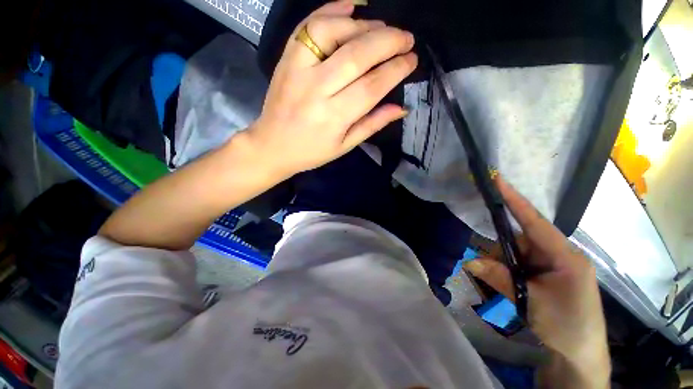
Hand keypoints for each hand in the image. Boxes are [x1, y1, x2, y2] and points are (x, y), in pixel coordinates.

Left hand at [246, 0, 416, 177]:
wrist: (273, 145)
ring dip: (363, 26)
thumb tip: (402, 107)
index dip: (395, 70)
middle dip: (388, 42)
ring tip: (382, 29)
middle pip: (356, 56)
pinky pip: (308, 25)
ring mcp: (298, 69)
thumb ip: (372, 124)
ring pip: (333, 33)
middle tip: (406, 38)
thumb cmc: (312, 151)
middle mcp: (316, 90)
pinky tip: (352, 9)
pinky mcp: (286, 58)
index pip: (371, 87)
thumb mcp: (345, 146)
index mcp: (333, 117)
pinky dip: (332, 10)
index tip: (412, 60)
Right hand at [464, 178, 610, 385]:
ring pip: (515, 254)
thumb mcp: (531, 302)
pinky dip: (508, 273)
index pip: (535, 221)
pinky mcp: (545, 275)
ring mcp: (551, 265)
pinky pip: (519, 265)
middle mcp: (558, 255)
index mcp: (565, 256)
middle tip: (489, 272)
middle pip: (519, 241)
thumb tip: (469, 261)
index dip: (515, 200)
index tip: (498, 181)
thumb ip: (500, 278)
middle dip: (500, 254)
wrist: (579, 356)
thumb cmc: (566, 327)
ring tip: (506, 291)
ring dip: (503, 268)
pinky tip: (509, 290)